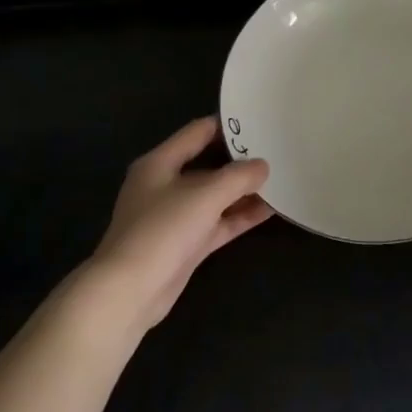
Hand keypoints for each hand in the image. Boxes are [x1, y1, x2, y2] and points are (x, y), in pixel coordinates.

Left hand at [90, 117, 272, 333]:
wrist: (131, 291)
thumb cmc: (162, 230)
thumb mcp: (204, 195)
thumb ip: (237, 177)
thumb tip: (263, 165)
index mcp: (159, 163)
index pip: (196, 132)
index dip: (226, 125)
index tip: (259, 120)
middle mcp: (166, 185)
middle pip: (208, 164)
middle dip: (240, 160)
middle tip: (277, 150)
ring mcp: (176, 216)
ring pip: (216, 196)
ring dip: (244, 190)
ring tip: (281, 179)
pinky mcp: (186, 244)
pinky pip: (218, 222)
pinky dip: (240, 216)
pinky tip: (270, 210)